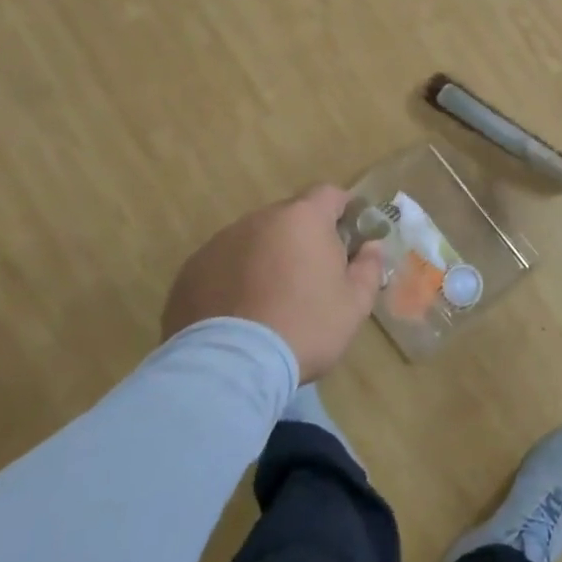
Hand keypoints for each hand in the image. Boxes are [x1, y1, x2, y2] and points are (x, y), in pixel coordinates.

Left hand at [159, 185, 385, 382]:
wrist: (230, 366)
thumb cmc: (305, 327)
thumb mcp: (354, 304)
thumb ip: (368, 267)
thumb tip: (370, 247)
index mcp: (302, 219)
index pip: (329, 194)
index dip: (343, 211)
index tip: (350, 238)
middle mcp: (258, 219)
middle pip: (289, 217)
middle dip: (303, 238)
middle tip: (312, 276)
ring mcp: (219, 243)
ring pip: (254, 240)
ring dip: (267, 258)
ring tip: (272, 300)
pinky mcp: (191, 271)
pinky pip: (224, 265)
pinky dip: (236, 279)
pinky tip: (240, 314)